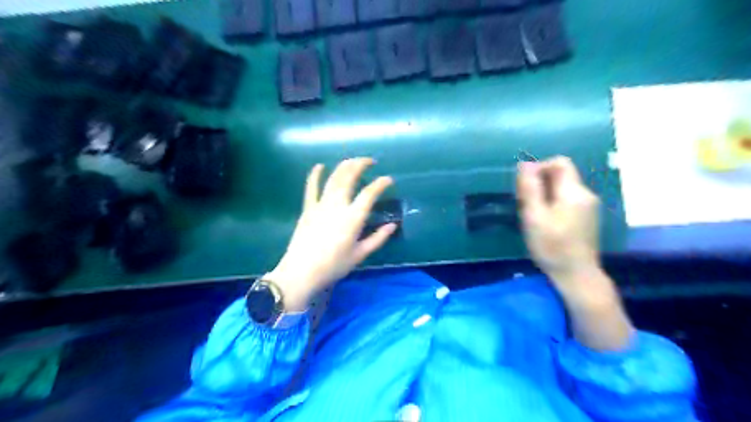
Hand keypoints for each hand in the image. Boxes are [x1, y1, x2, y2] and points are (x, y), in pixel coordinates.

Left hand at [270, 157, 398, 308]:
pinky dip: (315, 175)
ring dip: (344, 166)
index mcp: (353, 217)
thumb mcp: (360, 254)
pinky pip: (311, 187)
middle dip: (361, 164)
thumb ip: (378, 238)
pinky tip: (319, 166)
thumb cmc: (334, 265)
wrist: (302, 272)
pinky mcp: (308, 208)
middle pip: (349, 177)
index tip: (388, 179)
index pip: (370, 193)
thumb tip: (393, 225)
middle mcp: (338, 205)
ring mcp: (320, 204)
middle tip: (370, 161)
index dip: (381, 183)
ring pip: (333, 178)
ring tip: (352, 161)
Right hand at [521, 157, 627, 348]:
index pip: (560, 162)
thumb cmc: (552, 246)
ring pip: (563, 188)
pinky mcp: (587, 218)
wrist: (577, 275)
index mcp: (574, 192)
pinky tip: (545, 222)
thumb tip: (525, 164)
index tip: (525, 185)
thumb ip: (530, 188)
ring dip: (545, 194)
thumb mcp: (534, 216)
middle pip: (561, 175)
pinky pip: (568, 200)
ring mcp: (589, 207)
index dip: (540, 167)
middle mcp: (586, 194)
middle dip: (540, 183)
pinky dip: (553, 204)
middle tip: (526, 204)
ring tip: (533, 215)